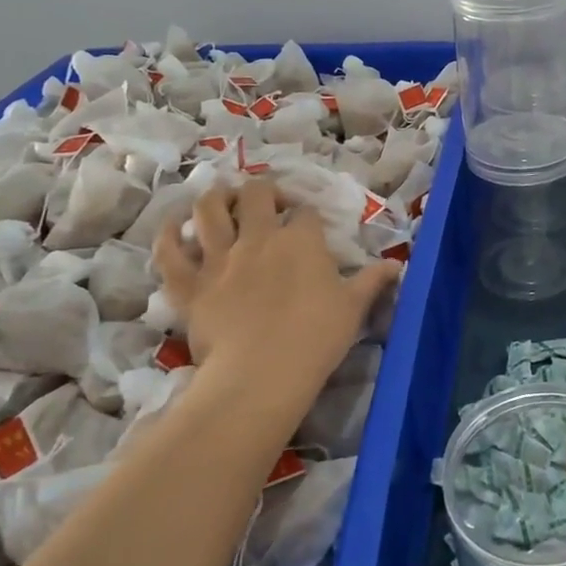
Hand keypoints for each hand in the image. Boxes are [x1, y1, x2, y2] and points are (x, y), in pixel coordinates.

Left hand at [151, 181, 398, 405]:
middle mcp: (258, 237)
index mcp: (301, 240)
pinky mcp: (189, 283)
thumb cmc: (316, 338)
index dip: (307, 215)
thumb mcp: (354, 308)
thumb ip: (373, 281)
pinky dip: (169, 234)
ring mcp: (219, 258)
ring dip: (214, 198)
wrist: (262, 373)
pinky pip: (169, 250)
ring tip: (220, 201)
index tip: (310, 227)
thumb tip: (396, 266)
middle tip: (265, 204)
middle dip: (261, 192)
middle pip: (254, 195)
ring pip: (208, 210)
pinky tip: (174, 227)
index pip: (305, 212)